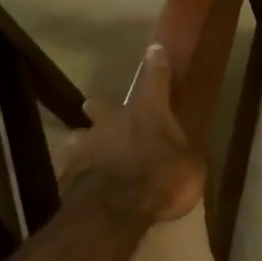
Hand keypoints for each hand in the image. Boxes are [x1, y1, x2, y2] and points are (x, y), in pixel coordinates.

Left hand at [60, 45, 205, 230]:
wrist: (116, 210)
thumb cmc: (163, 180)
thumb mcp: (192, 166)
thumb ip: (185, 153)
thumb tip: (185, 152)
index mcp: (148, 112)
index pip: (156, 79)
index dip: (157, 64)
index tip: (154, 50)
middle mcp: (113, 122)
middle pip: (100, 106)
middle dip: (100, 109)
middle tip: (98, 112)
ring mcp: (87, 147)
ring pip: (79, 137)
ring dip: (84, 143)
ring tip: (88, 155)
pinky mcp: (69, 175)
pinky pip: (72, 171)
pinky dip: (78, 176)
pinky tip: (81, 186)